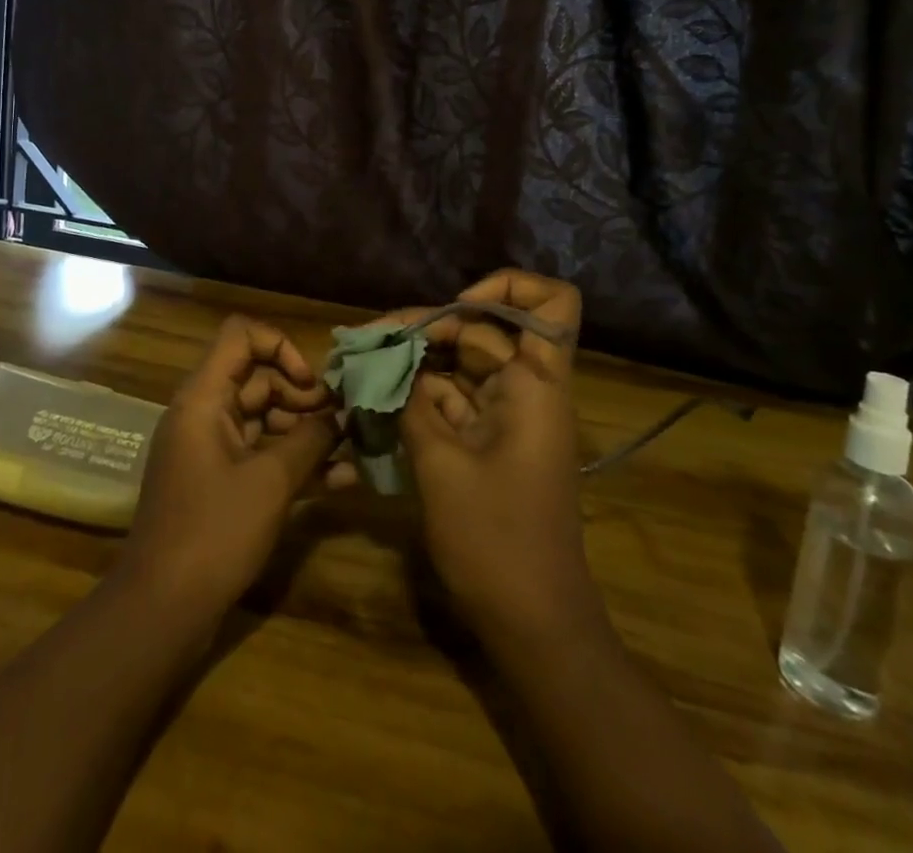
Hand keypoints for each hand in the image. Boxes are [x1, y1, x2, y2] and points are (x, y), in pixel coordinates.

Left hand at [117, 316, 340, 620]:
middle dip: (304, 395)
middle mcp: (205, 414)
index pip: (241, 336)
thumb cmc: (214, 532)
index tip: (311, 383)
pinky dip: (294, 461)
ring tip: (352, 449)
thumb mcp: (271, 481)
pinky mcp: (221, 482)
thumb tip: (343, 414)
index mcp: (204, 398)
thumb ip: (310, 439)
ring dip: (307, 431)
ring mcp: (212, 449)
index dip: (280, 347)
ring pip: (265, 419)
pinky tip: (340, 480)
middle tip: (344, 421)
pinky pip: (261, 455)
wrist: (162, 610)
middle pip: (258, 378)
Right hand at [397, 271, 601, 637]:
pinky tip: (375, 397)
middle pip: (483, 329)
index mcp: (536, 384)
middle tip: (368, 340)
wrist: (532, 623)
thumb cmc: (496, 541)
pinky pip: (453, 399)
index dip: (506, 288)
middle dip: (426, 327)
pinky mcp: (488, 440)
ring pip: (462, 363)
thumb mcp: (441, 466)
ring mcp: (507, 415)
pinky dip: (417, 395)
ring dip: (415, 361)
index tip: (455, 305)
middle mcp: (526, 388)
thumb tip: (386, 363)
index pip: (551, 304)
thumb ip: (412, 403)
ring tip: (361, 363)